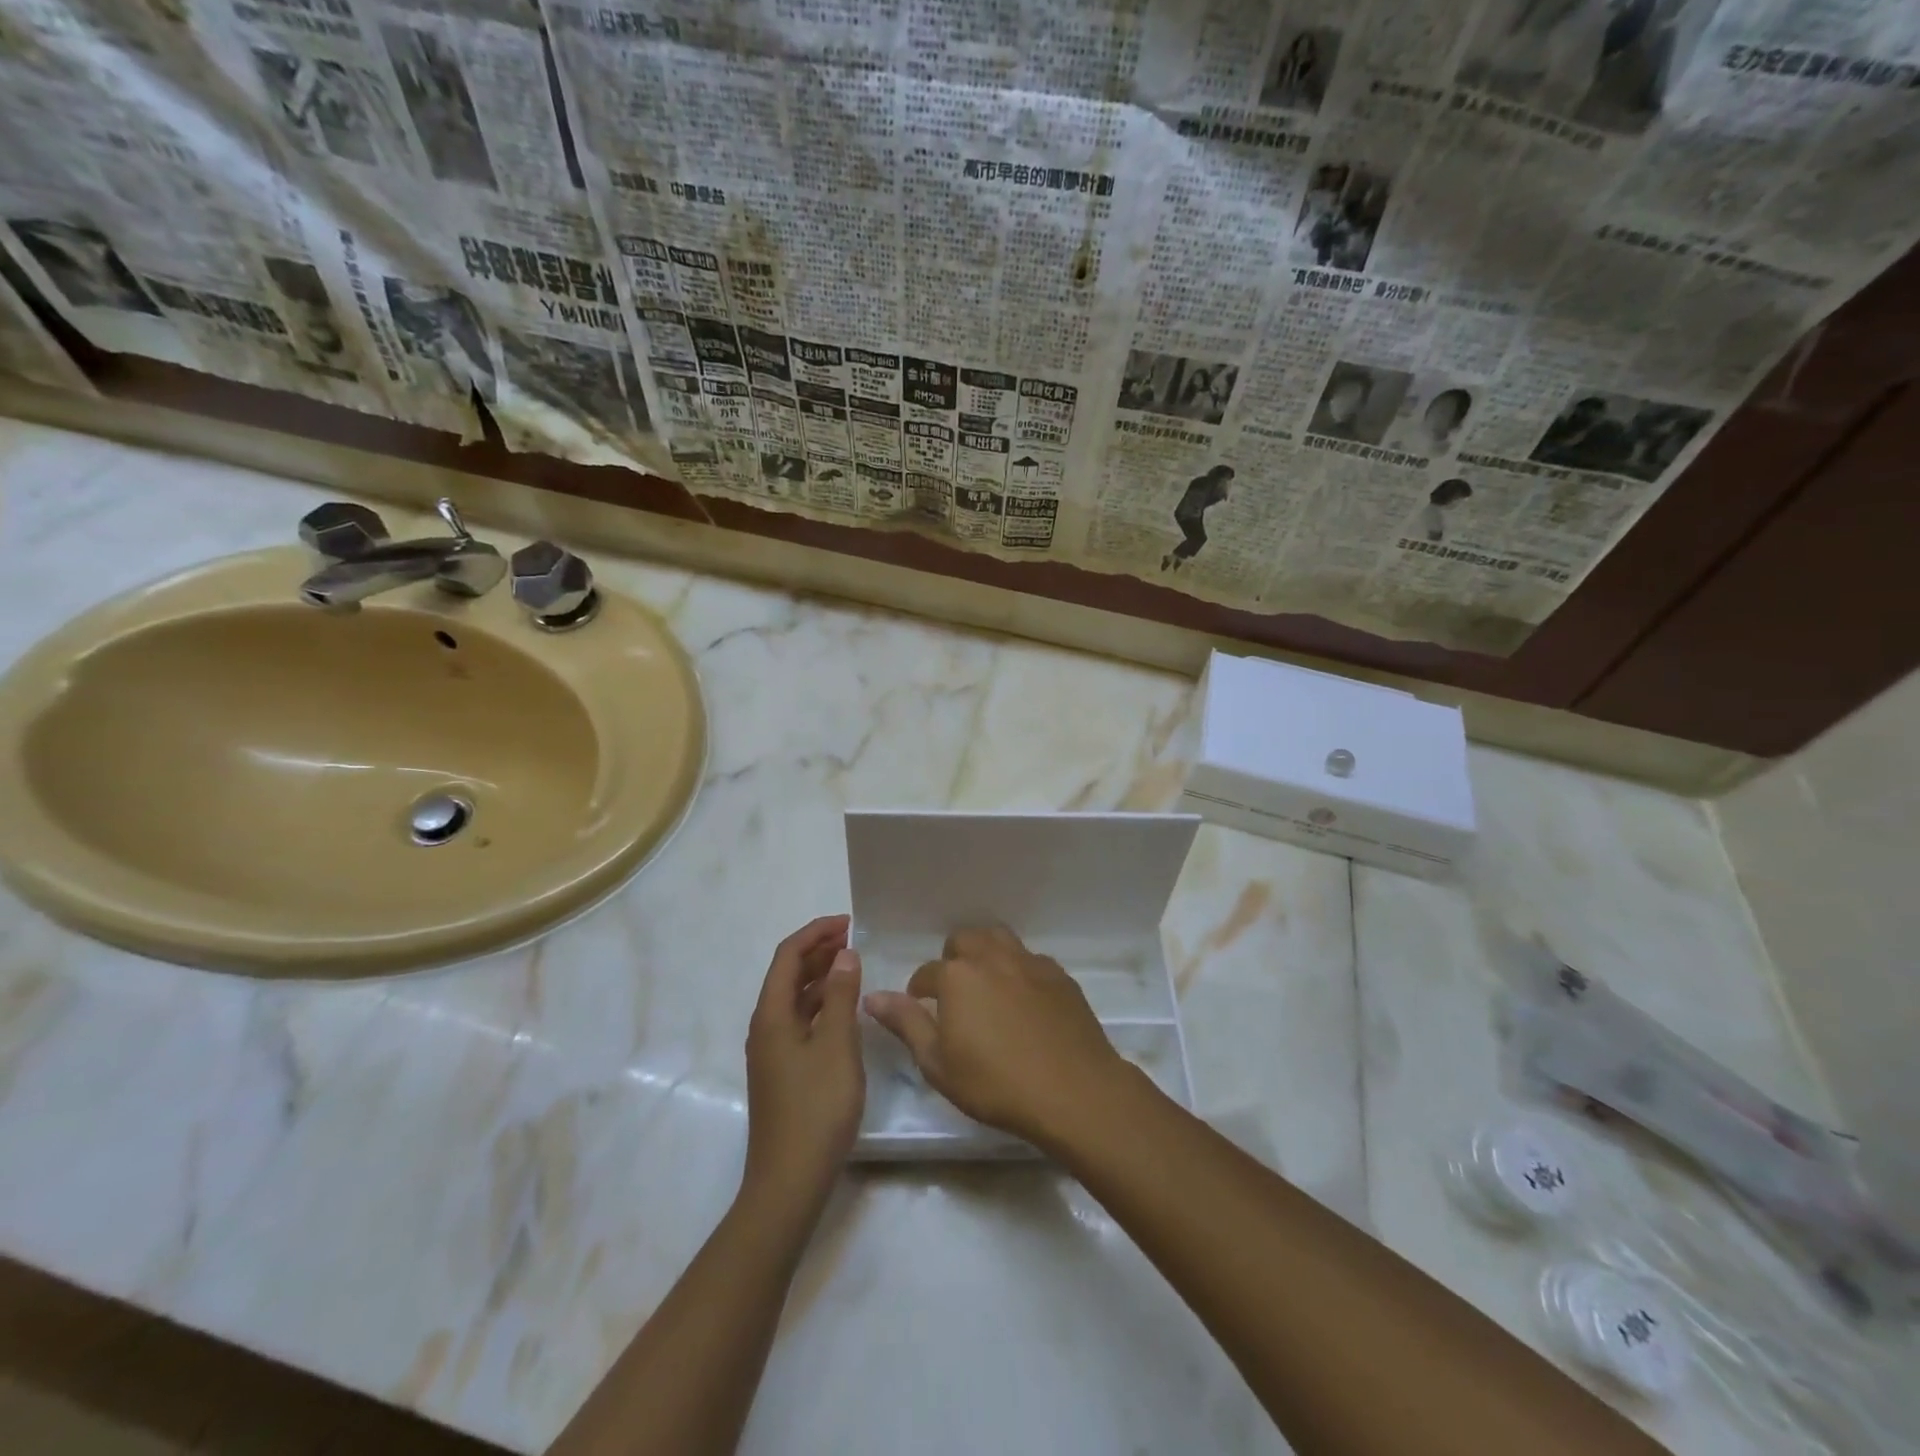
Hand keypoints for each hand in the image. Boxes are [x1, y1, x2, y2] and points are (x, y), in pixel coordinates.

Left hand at [743, 915, 864, 1211]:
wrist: (789, 1182)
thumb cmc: (816, 1108)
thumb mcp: (837, 1046)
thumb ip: (842, 996)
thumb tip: (844, 955)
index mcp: (771, 1015)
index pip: (788, 956)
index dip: (816, 933)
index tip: (849, 922)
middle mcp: (765, 1027)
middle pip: (787, 975)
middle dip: (818, 951)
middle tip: (854, 939)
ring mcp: (772, 1052)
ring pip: (795, 999)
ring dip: (821, 977)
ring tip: (854, 966)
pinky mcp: (783, 1071)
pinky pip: (800, 1021)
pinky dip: (821, 1005)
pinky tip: (845, 1010)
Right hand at [863, 926, 1129, 1148]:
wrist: (1073, 1090)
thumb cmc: (996, 1084)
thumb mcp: (938, 1064)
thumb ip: (906, 1023)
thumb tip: (873, 996)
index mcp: (957, 976)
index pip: (926, 973)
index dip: (918, 992)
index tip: (921, 1011)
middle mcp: (992, 957)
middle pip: (964, 941)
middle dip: (953, 961)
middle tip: (955, 995)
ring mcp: (1029, 962)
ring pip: (999, 939)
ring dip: (986, 954)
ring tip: (986, 986)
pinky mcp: (1059, 974)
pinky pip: (1030, 959)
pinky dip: (1018, 970)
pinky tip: (1023, 1000)